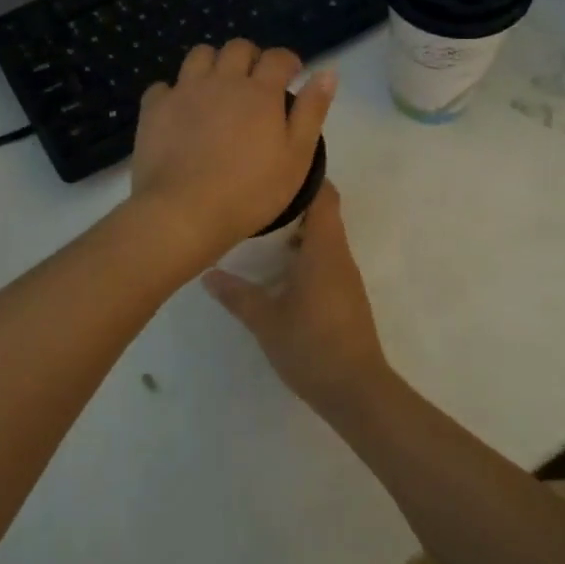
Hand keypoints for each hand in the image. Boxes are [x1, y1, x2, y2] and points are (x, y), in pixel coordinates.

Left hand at [130, 39, 334, 268]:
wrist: (184, 212)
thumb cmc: (250, 192)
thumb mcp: (296, 157)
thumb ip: (312, 111)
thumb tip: (327, 72)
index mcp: (260, 92)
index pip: (278, 57)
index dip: (288, 62)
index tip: (291, 75)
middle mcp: (222, 81)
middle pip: (237, 48)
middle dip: (251, 58)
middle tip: (255, 83)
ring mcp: (184, 91)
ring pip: (199, 55)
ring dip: (213, 64)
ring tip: (217, 89)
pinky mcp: (154, 109)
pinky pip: (164, 86)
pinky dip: (175, 92)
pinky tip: (180, 111)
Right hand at [202, 183, 391, 415]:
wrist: (357, 391)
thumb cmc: (312, 347)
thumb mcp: (266, 320)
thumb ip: (237, 295)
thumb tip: (207, 274)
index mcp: (324, 249)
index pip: (325, 196)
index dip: (306, 178)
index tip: (275, 172)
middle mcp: (340, 255)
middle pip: (323, 214)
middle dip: (293, 206)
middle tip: (255, 205)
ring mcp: (346, 276)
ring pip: (324, 238)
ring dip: (297, 233)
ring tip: (259, 234)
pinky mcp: (346, 296)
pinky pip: (326, 260)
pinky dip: (304, 255)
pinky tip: (278, 271)